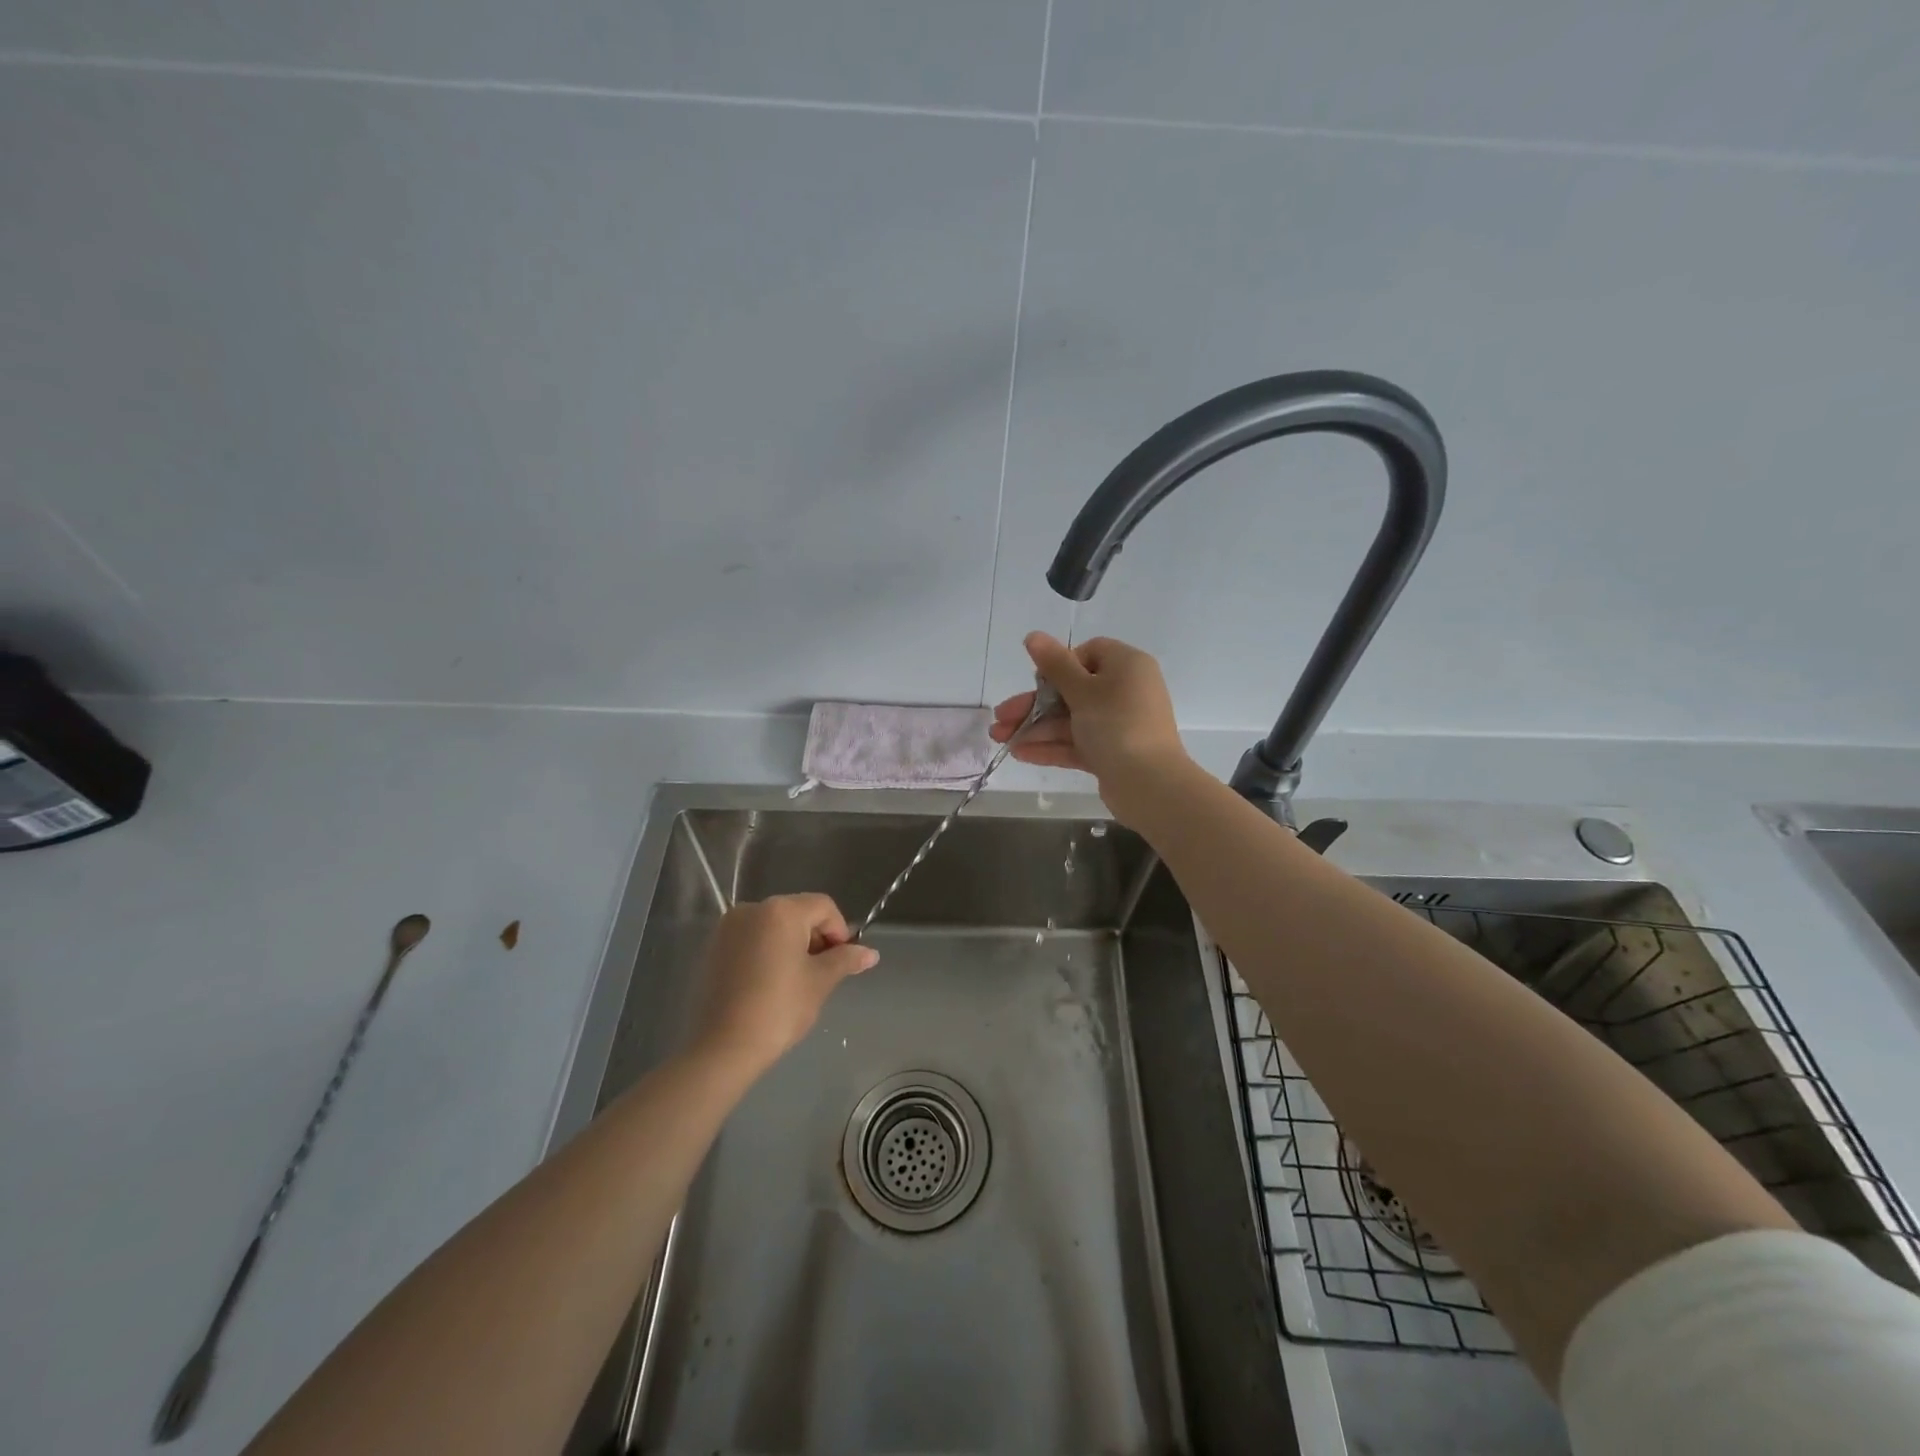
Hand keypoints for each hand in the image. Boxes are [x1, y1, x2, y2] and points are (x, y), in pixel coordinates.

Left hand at [688, 894, 877, 1073]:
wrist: (723, 1047)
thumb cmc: (779, 1008)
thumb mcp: (820, 981)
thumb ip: (846, 960)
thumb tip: (871, 953)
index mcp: (781, 910)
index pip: (823, 906)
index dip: (840, 930)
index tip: (842, 961)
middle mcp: (752, 909)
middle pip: (797, 913)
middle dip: (816, 937)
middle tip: (823, 972)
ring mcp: (728, 928)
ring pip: (773, 926)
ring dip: (792, 944)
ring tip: (797, 980)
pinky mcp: (713, 949)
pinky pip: (751, 939)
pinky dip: (767, 952)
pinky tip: (771, 983)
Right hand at [990, 632, 1190, 816]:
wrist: (1150, 784)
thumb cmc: (1117, 725)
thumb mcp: (1082, 690)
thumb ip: (1055, 664)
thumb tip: (1033, 635)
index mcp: (1126, 666)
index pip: (1088, 654)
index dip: (1059, 665)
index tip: (1038, 681)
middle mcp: (1124, 691)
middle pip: (1071, 690)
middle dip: (1033, 704)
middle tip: (1001, 717)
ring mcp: (1118, 724)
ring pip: (1070, 720)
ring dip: (1035, 727)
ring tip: (999, 739)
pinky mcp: (1111, 752)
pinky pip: (1077, 743)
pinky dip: (1051, 746)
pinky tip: (1019, 753)